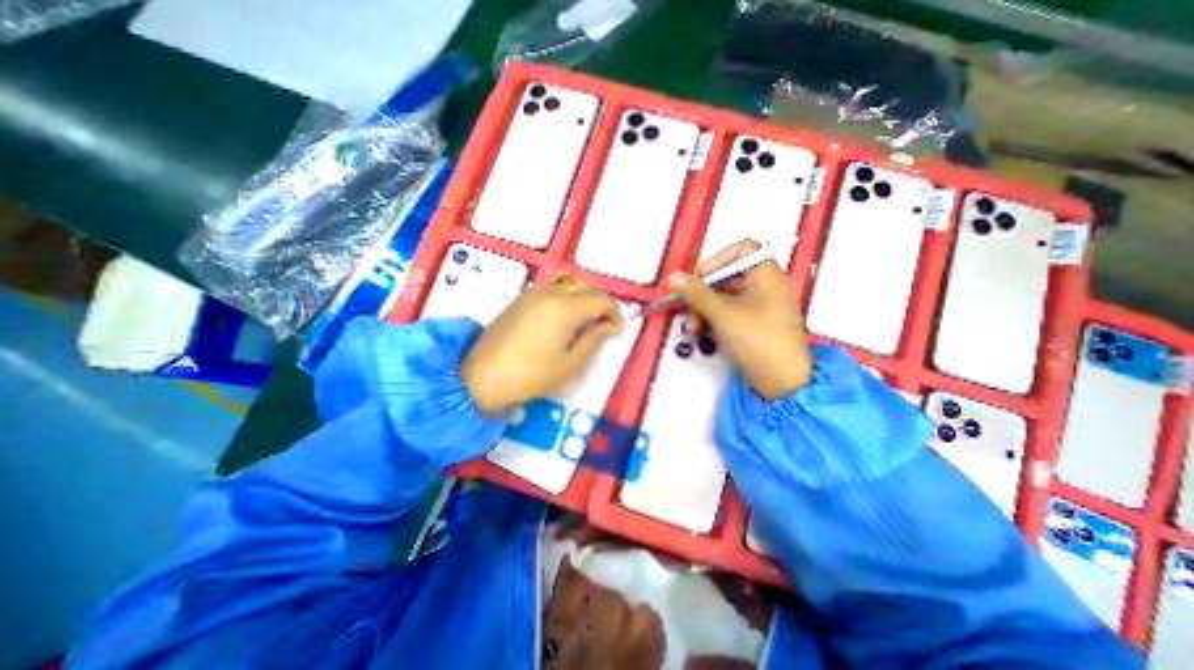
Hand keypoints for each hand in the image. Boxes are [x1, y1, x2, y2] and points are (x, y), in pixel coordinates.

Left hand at [458, 274, 625, 413]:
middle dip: (600, 301)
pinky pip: (552, 288)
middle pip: (585, 286)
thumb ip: (594, 339)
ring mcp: (533, 292)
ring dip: (583, 296)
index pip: (600, 300)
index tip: (618, 328)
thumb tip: (611, 325)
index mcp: (565, 308)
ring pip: (568, 284)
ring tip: (586, 320)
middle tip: (604, 323)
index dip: (614, 312)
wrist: (482, 377)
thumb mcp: (570, 363)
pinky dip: (566, 296)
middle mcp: (550, 293)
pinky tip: (564, 316)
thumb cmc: (531, 375)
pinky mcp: (521, 298)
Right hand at [670, 238, 810, 397]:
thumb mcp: (722, 314)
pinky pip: (728, 313)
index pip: (742, 250)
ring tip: (692, 329)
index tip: (699, 277)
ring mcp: (759, 306)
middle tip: (686, 310)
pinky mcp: (753, 324)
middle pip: (726, 276)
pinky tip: (701, 334)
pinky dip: (712, 319)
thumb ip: (696, 293)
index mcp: (765, 274)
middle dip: (702, 293)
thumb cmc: (757, 339)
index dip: (718, 259)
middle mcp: (764, 285)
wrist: (782, 381)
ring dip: (703, 309)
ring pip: (723, 297)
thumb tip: (673, 277)